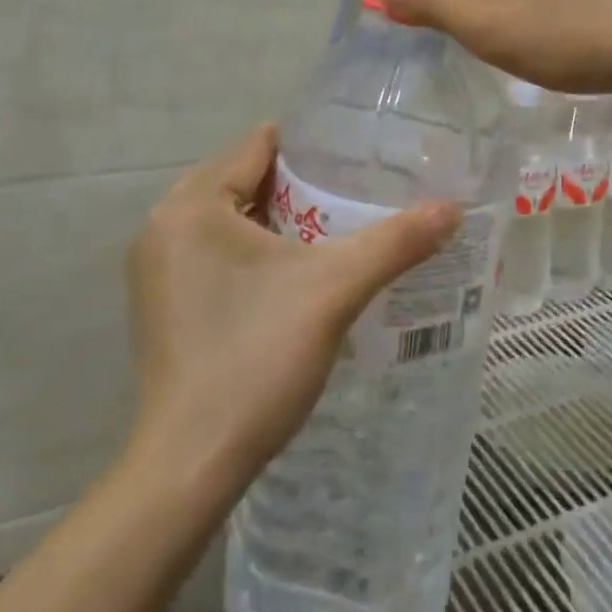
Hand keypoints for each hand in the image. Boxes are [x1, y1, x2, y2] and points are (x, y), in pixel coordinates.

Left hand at [125, 125, 459, 491]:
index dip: (313, 145)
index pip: (258, 146)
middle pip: (246, 180)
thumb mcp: (334, 290)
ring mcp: (158, 270)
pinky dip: (258, 252)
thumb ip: (395, 242)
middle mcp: (163, 226)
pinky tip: (301, 273)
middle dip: (302, 185)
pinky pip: (218, 253)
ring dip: (282, 220)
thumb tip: (452, 209)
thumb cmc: (256, 358)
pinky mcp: (165, 305)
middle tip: (361, 192)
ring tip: (342, 227)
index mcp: (191, 205)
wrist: (193, 465)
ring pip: (233, 220)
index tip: (360, 154)